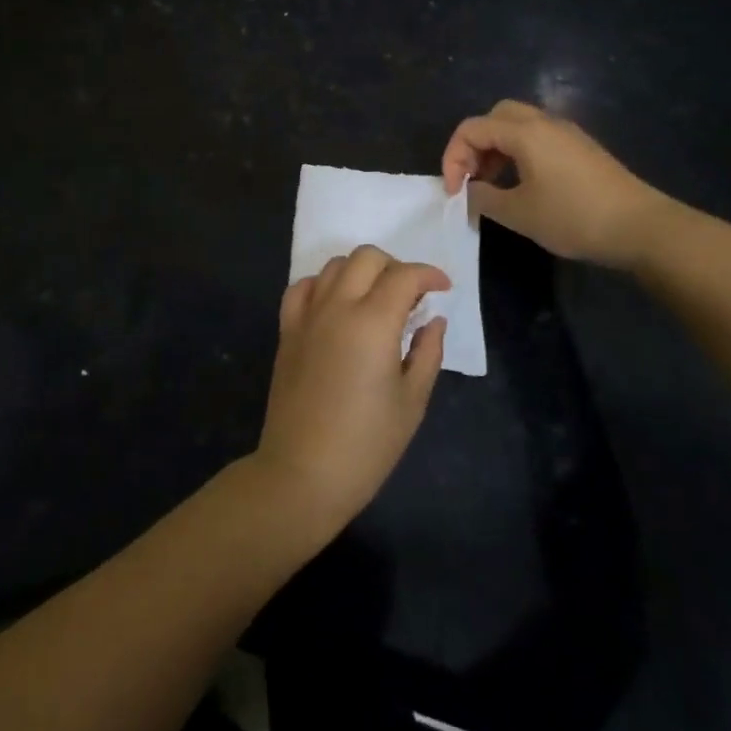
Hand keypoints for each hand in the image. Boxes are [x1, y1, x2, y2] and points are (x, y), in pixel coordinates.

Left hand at [252, 247, 449, 538]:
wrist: (303, 472)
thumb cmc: (367, 444)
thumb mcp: (412, 401)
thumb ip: (427, 352)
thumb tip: (433, 320)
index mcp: (373, 322)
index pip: (404, 276)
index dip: (429, 274)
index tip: (443, 287)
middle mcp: (337, 306)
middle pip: (366, 257)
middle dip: (395, 266)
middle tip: (410, 294)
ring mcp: (307, 315)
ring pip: (334, 265)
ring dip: (360, 271)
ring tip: (375, 298)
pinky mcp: (287, 330)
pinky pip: (302, 287)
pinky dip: (323, 284)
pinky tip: (335, 304)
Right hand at [442, 99, 677, 268]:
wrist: (642, 227)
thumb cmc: (574, 217)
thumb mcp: (518, 213)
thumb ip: (483, 198)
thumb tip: (469, 192)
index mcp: (524, 132)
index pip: (471, 128)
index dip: (452, 157)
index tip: (454, 192)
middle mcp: (544, 122)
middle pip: (495, 116)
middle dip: (474, 144)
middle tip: (472, 178)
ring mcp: (566, 133)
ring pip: (518, 125)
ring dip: (496, 149)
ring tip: (492, 185)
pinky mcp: (581, 148)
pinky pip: (538, 138)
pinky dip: (518, 153)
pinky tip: (523, 185)